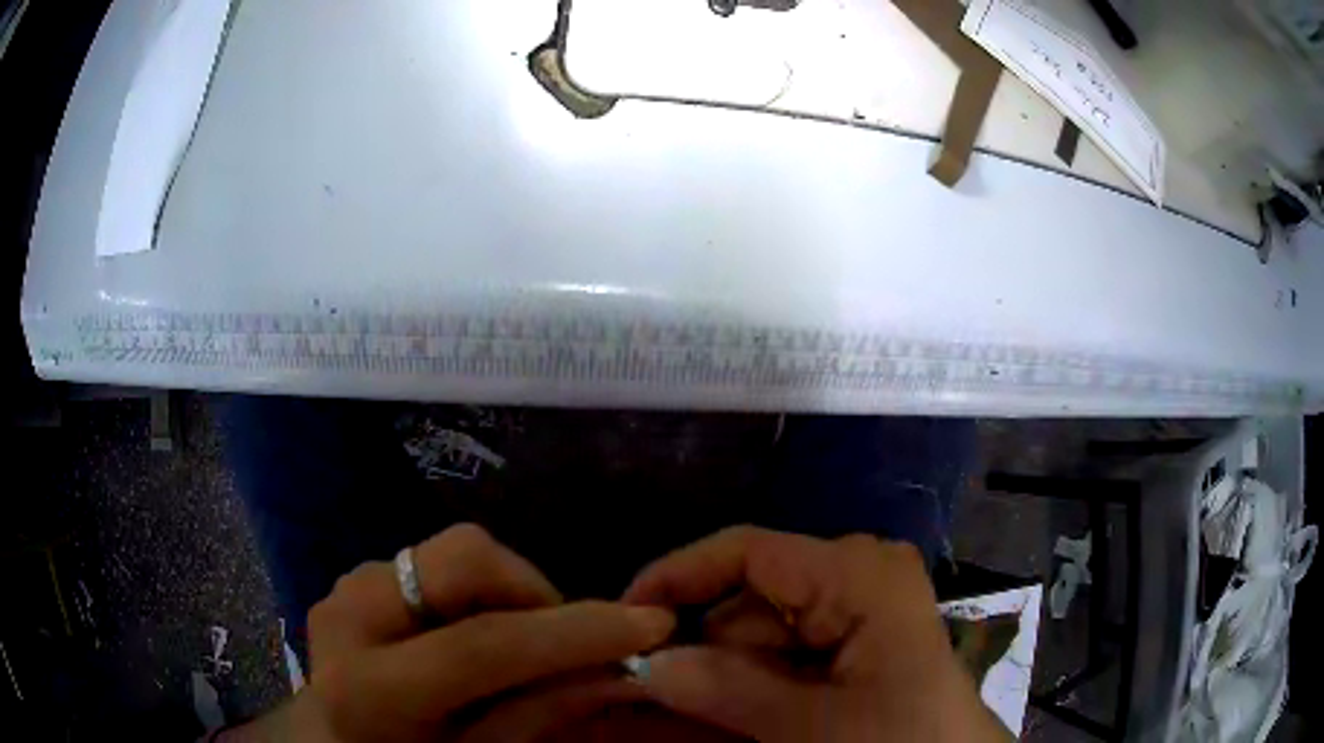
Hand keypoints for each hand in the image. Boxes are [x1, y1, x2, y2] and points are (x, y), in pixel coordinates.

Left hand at [258, 523, 676, 741]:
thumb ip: (543, 713)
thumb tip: (623, 668)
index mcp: (370, 689)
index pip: (484, 645)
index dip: (574, 632)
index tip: (652, 623)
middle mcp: (349, 616)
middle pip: (464, 559)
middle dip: (534, 592)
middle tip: (563, 642)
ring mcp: (348, 586)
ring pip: (454, 552)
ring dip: (507, 593)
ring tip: (517, 647)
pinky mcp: (356, 576)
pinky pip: (436, 561)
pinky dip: (477, 592)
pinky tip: (474, 638)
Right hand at [623, 526, 1009, 741]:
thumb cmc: (904, 738)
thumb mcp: (818, 724)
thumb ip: (731, 690)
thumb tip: (647, 664)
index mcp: (854, 573)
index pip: (745, 551)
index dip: (677, 576)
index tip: (624, 619)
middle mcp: (850, 577)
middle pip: (744, 602)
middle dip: (695, 651)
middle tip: (644, 695)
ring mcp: (850, 609)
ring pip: (753, 637)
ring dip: (715, 679)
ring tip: (675, 715)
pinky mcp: (847, 640)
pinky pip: (777, 658)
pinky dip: (742, 689)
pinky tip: (718, 716)